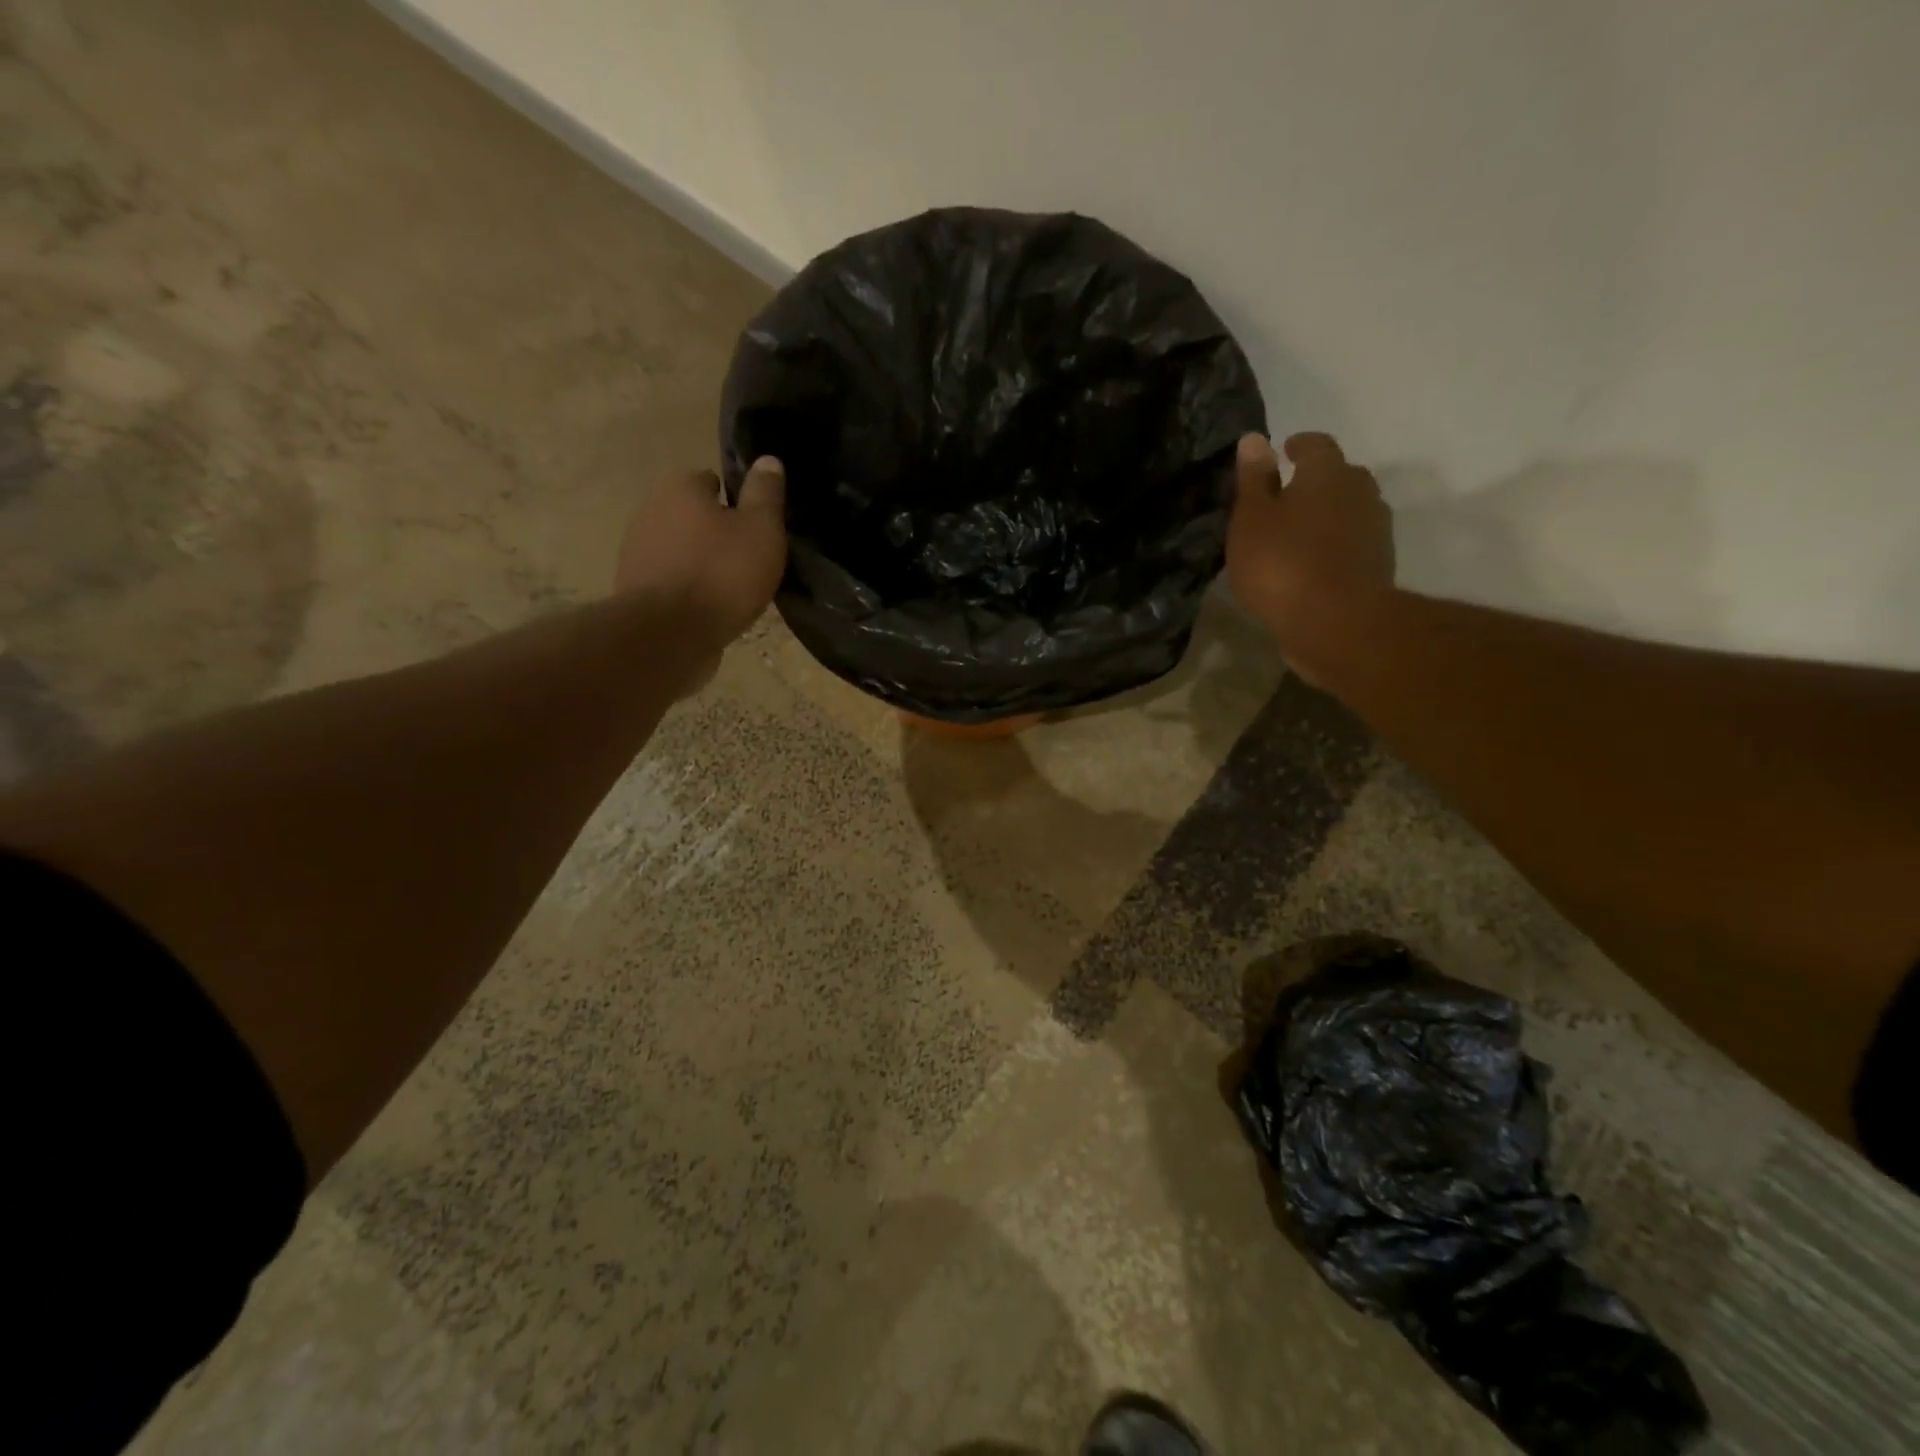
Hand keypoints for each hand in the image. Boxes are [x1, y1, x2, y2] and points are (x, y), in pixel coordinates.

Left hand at [614, 457, 786, 681]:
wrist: (669, 634)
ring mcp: (636, 551)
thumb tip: (768, 460)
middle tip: (748, 562)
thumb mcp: (761, 531)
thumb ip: (765, 495)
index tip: (756, 529)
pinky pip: (670, 581)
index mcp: (680, 487)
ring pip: (680, 550)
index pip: (711, 481)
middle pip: (693, 517)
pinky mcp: (634, 588)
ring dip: (701, 564)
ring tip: (731, 592)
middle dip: (716, 534)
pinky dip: (687, 591)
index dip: (736, 503)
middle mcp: (650, 510)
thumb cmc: (722, 574)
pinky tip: (708, 611)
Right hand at [1226, 432, 1393, 671]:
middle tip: (1286, 497)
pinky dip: (1335, 544)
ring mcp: (1375, 528)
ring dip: (1327, 514)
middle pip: (1339, 475)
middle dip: (1315, 481)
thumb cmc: (1282, 565)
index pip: (1315, 444)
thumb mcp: (1251, 521)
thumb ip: (1253, 480)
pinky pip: (1353, 541)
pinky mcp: (1379, 563)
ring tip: (1298, 533)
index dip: (1297, 446)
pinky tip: (1313, 563)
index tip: (1281, 454)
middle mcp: (1359, 490)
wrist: (1337, 623)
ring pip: (1349, 509)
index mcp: (1327, 473)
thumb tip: (1254, 438)